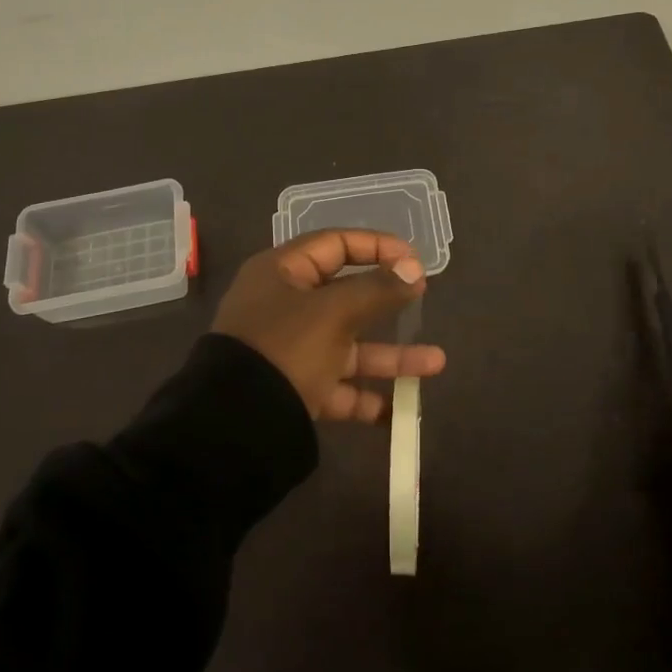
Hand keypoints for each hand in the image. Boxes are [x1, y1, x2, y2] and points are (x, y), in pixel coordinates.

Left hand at [212, 229, 445, 421]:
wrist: (234, 427)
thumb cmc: (285, 349)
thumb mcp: (334, 313)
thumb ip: (377, 290)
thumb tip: (414, 268)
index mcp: (282, 273)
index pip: (335, 244)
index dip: (376, 246)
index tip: (413, 260)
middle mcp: (285, 307)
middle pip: (345, 295)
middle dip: (388, 301)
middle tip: (422, 299)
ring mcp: (289, 350)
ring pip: (348, 345)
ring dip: (390, 355)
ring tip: (436, 363)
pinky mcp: (294, 390)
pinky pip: (337, 388)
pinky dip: (365, 397)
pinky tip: (398, 411)